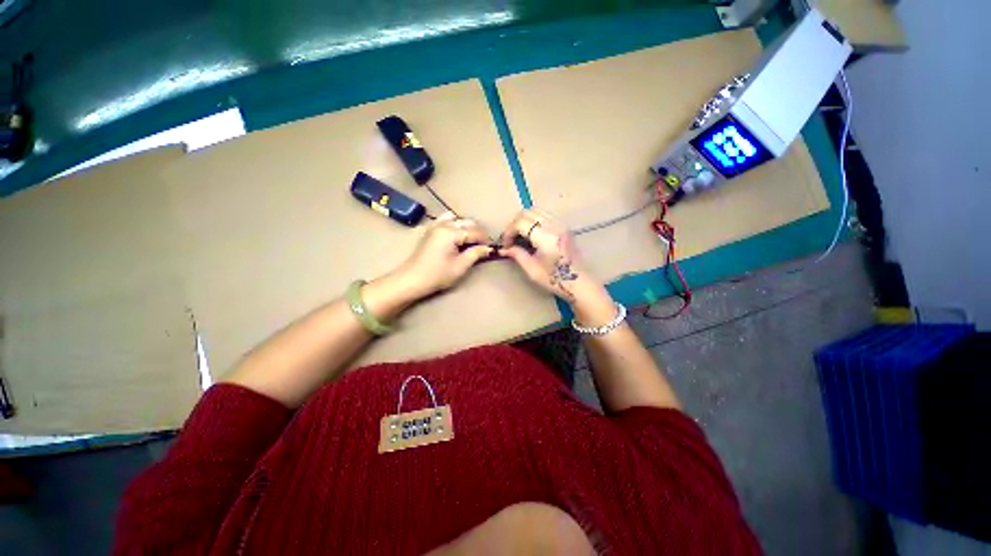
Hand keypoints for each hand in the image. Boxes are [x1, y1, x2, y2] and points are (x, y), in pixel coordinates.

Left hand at [393, 212, 492, 299]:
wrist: (413, 279)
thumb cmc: (438, 275)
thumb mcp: (460, 266)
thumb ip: (475, 254)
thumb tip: (488, 248)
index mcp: (452, 233)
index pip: (475, 232)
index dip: (485, 240)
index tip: (490, 249)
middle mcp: (444, 225)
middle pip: (467, 223)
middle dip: (477, 233)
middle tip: (482, 247)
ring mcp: (435, 225)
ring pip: (457, 219)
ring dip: (466, 227)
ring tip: (469, 240)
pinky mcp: (430, 230)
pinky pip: (445, 219)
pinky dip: (454, 223)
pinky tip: (456, 233)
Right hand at [499, 209, 616, 325]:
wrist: (580, 283)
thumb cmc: (555, 279)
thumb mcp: (532, 270)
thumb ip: (518, 255)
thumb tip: (504, 249)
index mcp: (545, 237)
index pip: (520, 223)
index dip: (509, 232)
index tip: (506, 245)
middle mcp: (554, 225)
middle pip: (527, 213)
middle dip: (515, 224)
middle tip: (511, 239)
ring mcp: (561, 224)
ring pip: (536, 211)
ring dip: (524, 220)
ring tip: (520, 236)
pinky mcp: (564, 227)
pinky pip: (545, 215)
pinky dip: (535, 220)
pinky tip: (532, 234)